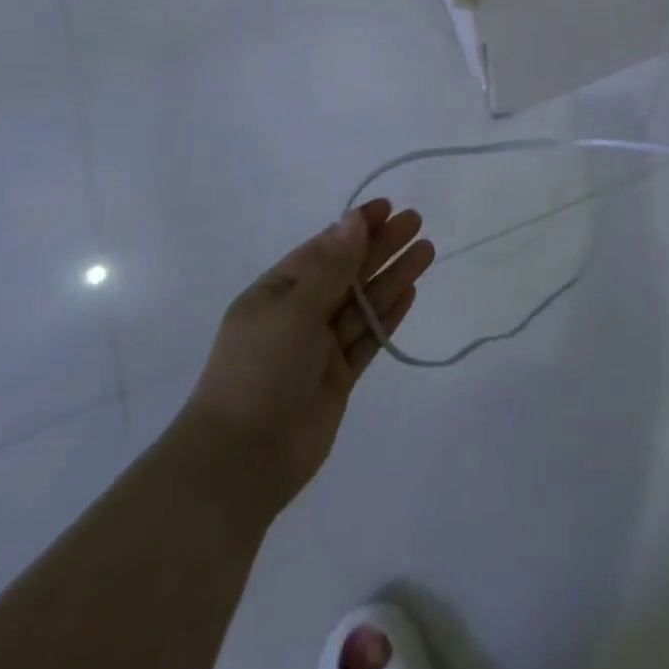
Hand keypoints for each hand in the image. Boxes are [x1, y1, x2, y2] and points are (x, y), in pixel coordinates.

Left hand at [181, 200, 433, 511]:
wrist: (242, 461)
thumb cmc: (261, 369)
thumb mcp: (295, 308)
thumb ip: (332, 266)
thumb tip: (354, 219)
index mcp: (277, 292)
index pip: (323, 249)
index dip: (355, 227)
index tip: (387, 207)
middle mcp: (298, 315)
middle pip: (348, 273)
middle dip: (381, 247)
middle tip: (416, 222)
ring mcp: (318, 349)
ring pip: (363, 303)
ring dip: (392, 276)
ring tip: (426, 251)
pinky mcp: (337, 378)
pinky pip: (367, 338)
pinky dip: (388, 315)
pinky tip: (410, 293)